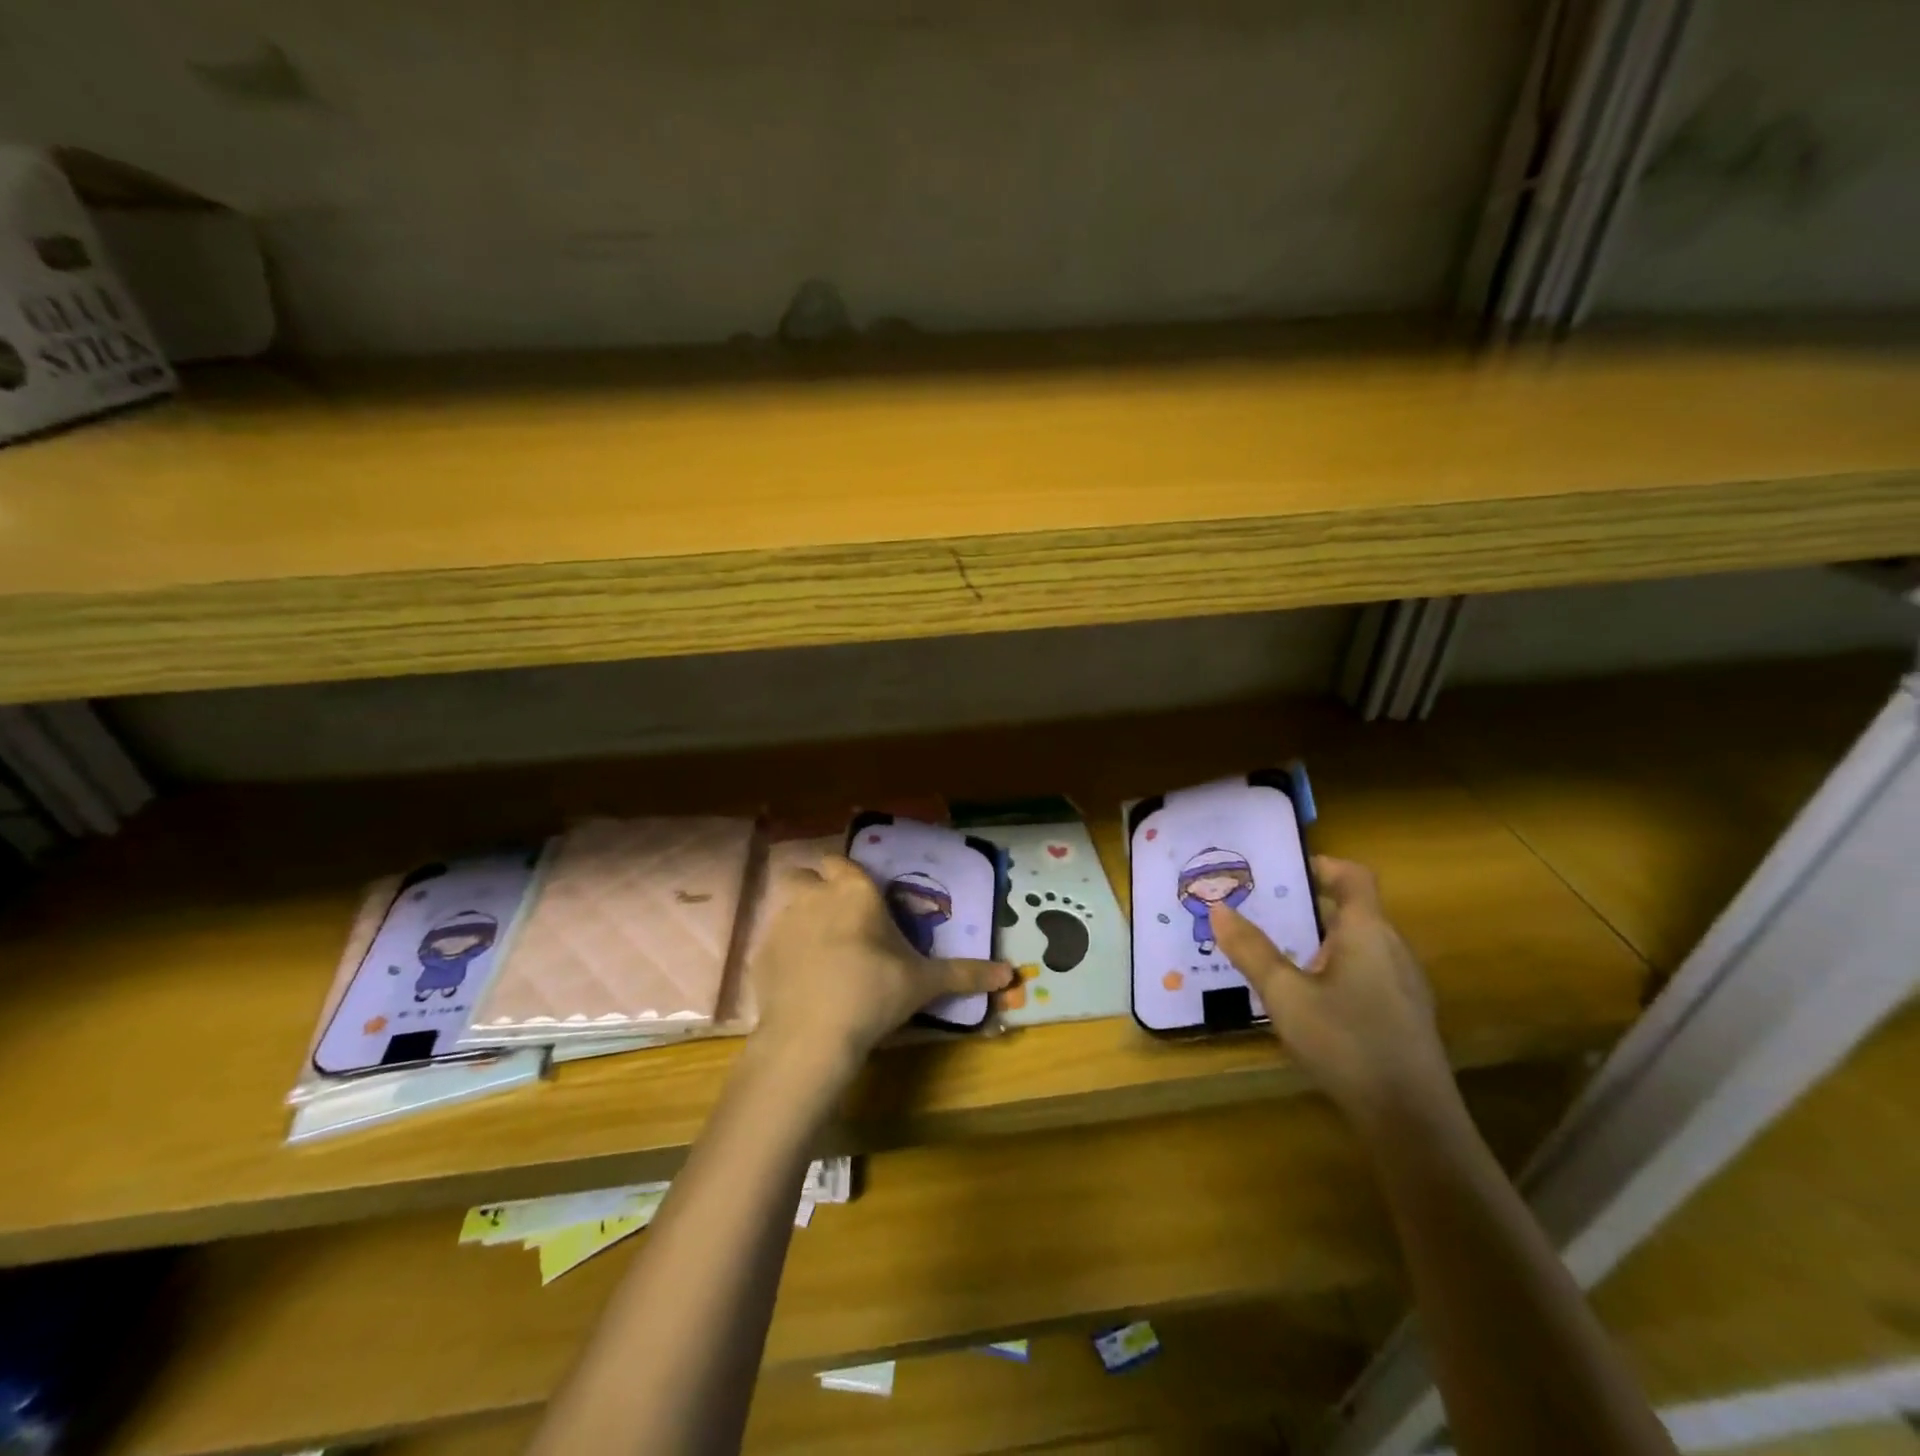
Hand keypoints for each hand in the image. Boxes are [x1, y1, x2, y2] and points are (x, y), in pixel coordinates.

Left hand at [749, 853, 1011, 1081]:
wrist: (812, 1033)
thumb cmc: (874, 992)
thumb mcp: (924, 982)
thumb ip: (965, 973)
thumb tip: (1010, 974)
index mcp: (854, 891)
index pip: (843, 862)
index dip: (849, 876)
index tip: (861, 898)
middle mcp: (815, 895)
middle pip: (806, 874)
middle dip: (817, 887)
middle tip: (837, 918)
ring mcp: (782, 922)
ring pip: (787, 904)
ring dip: (800, 916)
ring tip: (818, 950)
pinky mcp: (761, 953)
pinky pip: (772, 940)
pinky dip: (784, 951)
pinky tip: (799, 979)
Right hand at [1209, 855, 1452, 1124]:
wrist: (1412, 1122)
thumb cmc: (1346, 1043)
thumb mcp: (1285, 995)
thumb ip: (1251, 950)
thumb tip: (1218, 908)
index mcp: (1367, 931)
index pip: (1353, 875)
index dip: (1320, 864)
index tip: (1280, 871)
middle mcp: (1392, 949)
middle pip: (1350, 910)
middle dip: (1304, 906)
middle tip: (1258, 911)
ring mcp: (1403, 984)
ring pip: (1356, 944)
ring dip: (1316, 940)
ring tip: (1272, 951)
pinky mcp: (1403, 1015)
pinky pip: (1364, 972)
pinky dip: (1332, 968)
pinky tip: (1305, 999)